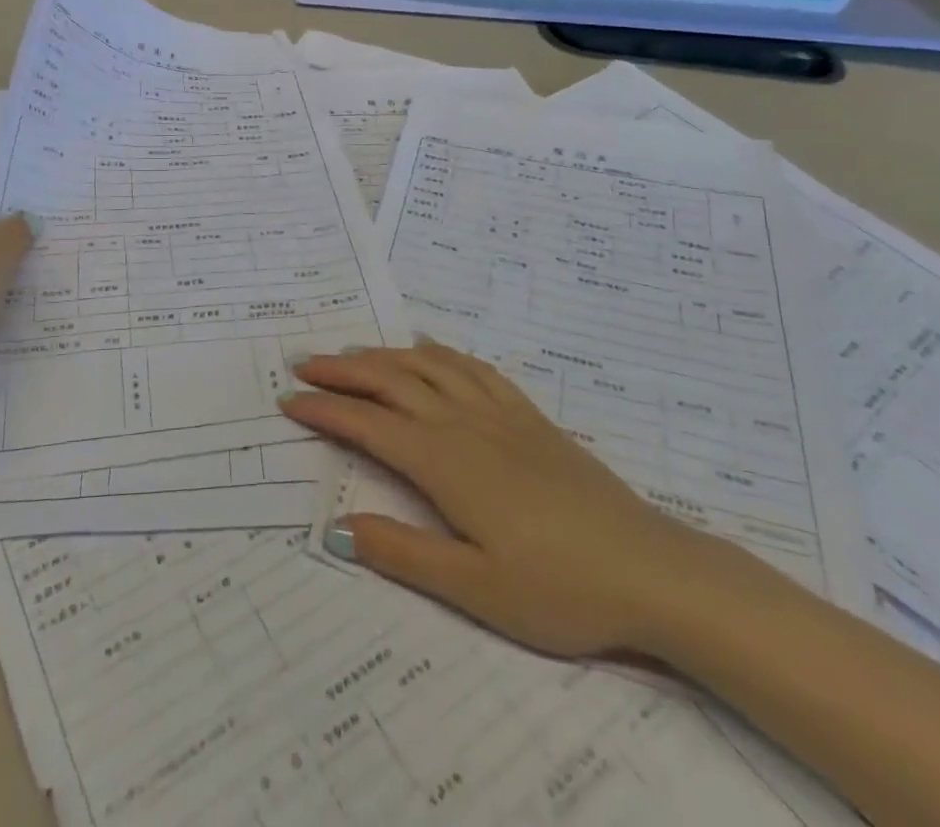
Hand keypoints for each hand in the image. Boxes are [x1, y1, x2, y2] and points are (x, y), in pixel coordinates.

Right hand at [280, 341, 714, 660]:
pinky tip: (429, 350)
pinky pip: (475, 368)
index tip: (289, 400)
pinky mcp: (529, 417)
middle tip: (306, 363)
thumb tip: (337, 527)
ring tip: (354, 354)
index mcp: (445, 462)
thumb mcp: (475, 589)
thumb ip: (403, 553)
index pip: (368, 424)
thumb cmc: (559, 588)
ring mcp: (500, 414)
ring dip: (385, 354)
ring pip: (429, 366)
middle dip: (344, 370)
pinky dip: (441, 352)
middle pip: (392, 381)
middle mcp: (464, 424)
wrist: (650, 569)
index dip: (326, 410)